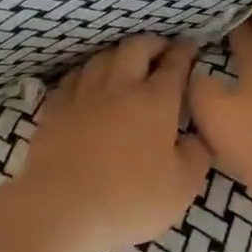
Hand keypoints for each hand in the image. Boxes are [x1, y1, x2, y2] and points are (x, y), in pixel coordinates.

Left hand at [19, 35, 210, 251]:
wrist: (62, 208)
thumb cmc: (130, 199)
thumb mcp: (182, 187)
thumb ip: (196, 155)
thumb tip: (195, 136)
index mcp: (155, 101)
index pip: (174, 65)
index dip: (184, 52)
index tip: (190, 45)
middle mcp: (119, 87)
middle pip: (135, 48)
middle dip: (152, 43)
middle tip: (161, 49)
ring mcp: (83, 95)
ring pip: (101, 58)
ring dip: (117, 54)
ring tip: (125, 61)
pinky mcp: (55, 109)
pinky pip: (72, 79)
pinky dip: (86, 74)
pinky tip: (86, 82)